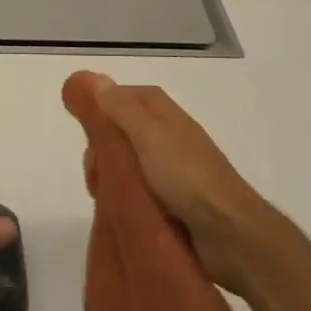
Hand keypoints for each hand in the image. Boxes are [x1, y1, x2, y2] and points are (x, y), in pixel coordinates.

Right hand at [78, 73, 280, 295]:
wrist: (228, 232)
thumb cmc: (186, 177)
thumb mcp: (148, 136)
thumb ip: (120, 109)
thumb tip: (95, 78)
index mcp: (165, 115)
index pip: (128, 95)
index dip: (103, 104)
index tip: (82, 122)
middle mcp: (169, 136)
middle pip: (123, 129)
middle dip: (102, 145)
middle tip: (93, 168)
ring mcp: (172, 169)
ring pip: (128, 161)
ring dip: (111, 172)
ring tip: (102, 192)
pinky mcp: (172, 198)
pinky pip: (138, 187)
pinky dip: (124, 193)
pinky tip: (117, 206)